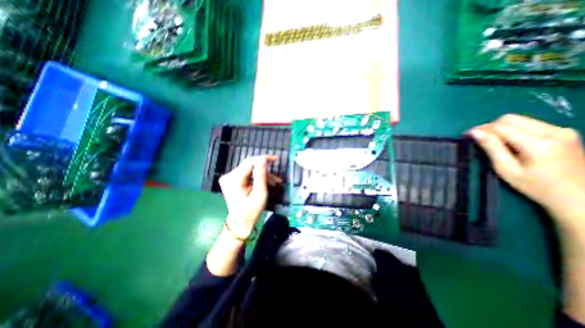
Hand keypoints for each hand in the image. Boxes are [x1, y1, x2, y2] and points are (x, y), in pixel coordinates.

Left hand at [221, 157, 281, 238]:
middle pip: (250, 165)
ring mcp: (229, 178)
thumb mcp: (259, 194)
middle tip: (276, 178)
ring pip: (250, 169)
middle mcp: (229, 176)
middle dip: (264, 170)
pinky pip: (247, 173)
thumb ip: (261, 176)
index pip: (250, 162)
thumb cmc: (251, 211)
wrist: (241, 222)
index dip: (263, 159)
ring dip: (263, 174)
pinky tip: (265, 182)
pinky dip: (257, 177)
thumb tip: (263, 159)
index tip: (276, 159)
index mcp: (234, 179)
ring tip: (274, 183)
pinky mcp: (232, 180)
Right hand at [469, 114, 584, 225]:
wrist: (579, 196)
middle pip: (510, 119)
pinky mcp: (564, 132)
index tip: (466, 135)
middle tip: (478, 138)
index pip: (501, 126)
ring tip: (491, 141)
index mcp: (538, 143)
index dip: (480, 129)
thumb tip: (475, 132)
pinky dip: (513, 129)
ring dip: (500, 128)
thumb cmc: (536, 186)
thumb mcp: (507, 169)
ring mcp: (562, 130)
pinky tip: (508, 142)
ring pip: (520, 119)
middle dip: (489, 127)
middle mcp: (553, 131)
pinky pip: (529, 124)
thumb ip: (491, 148)